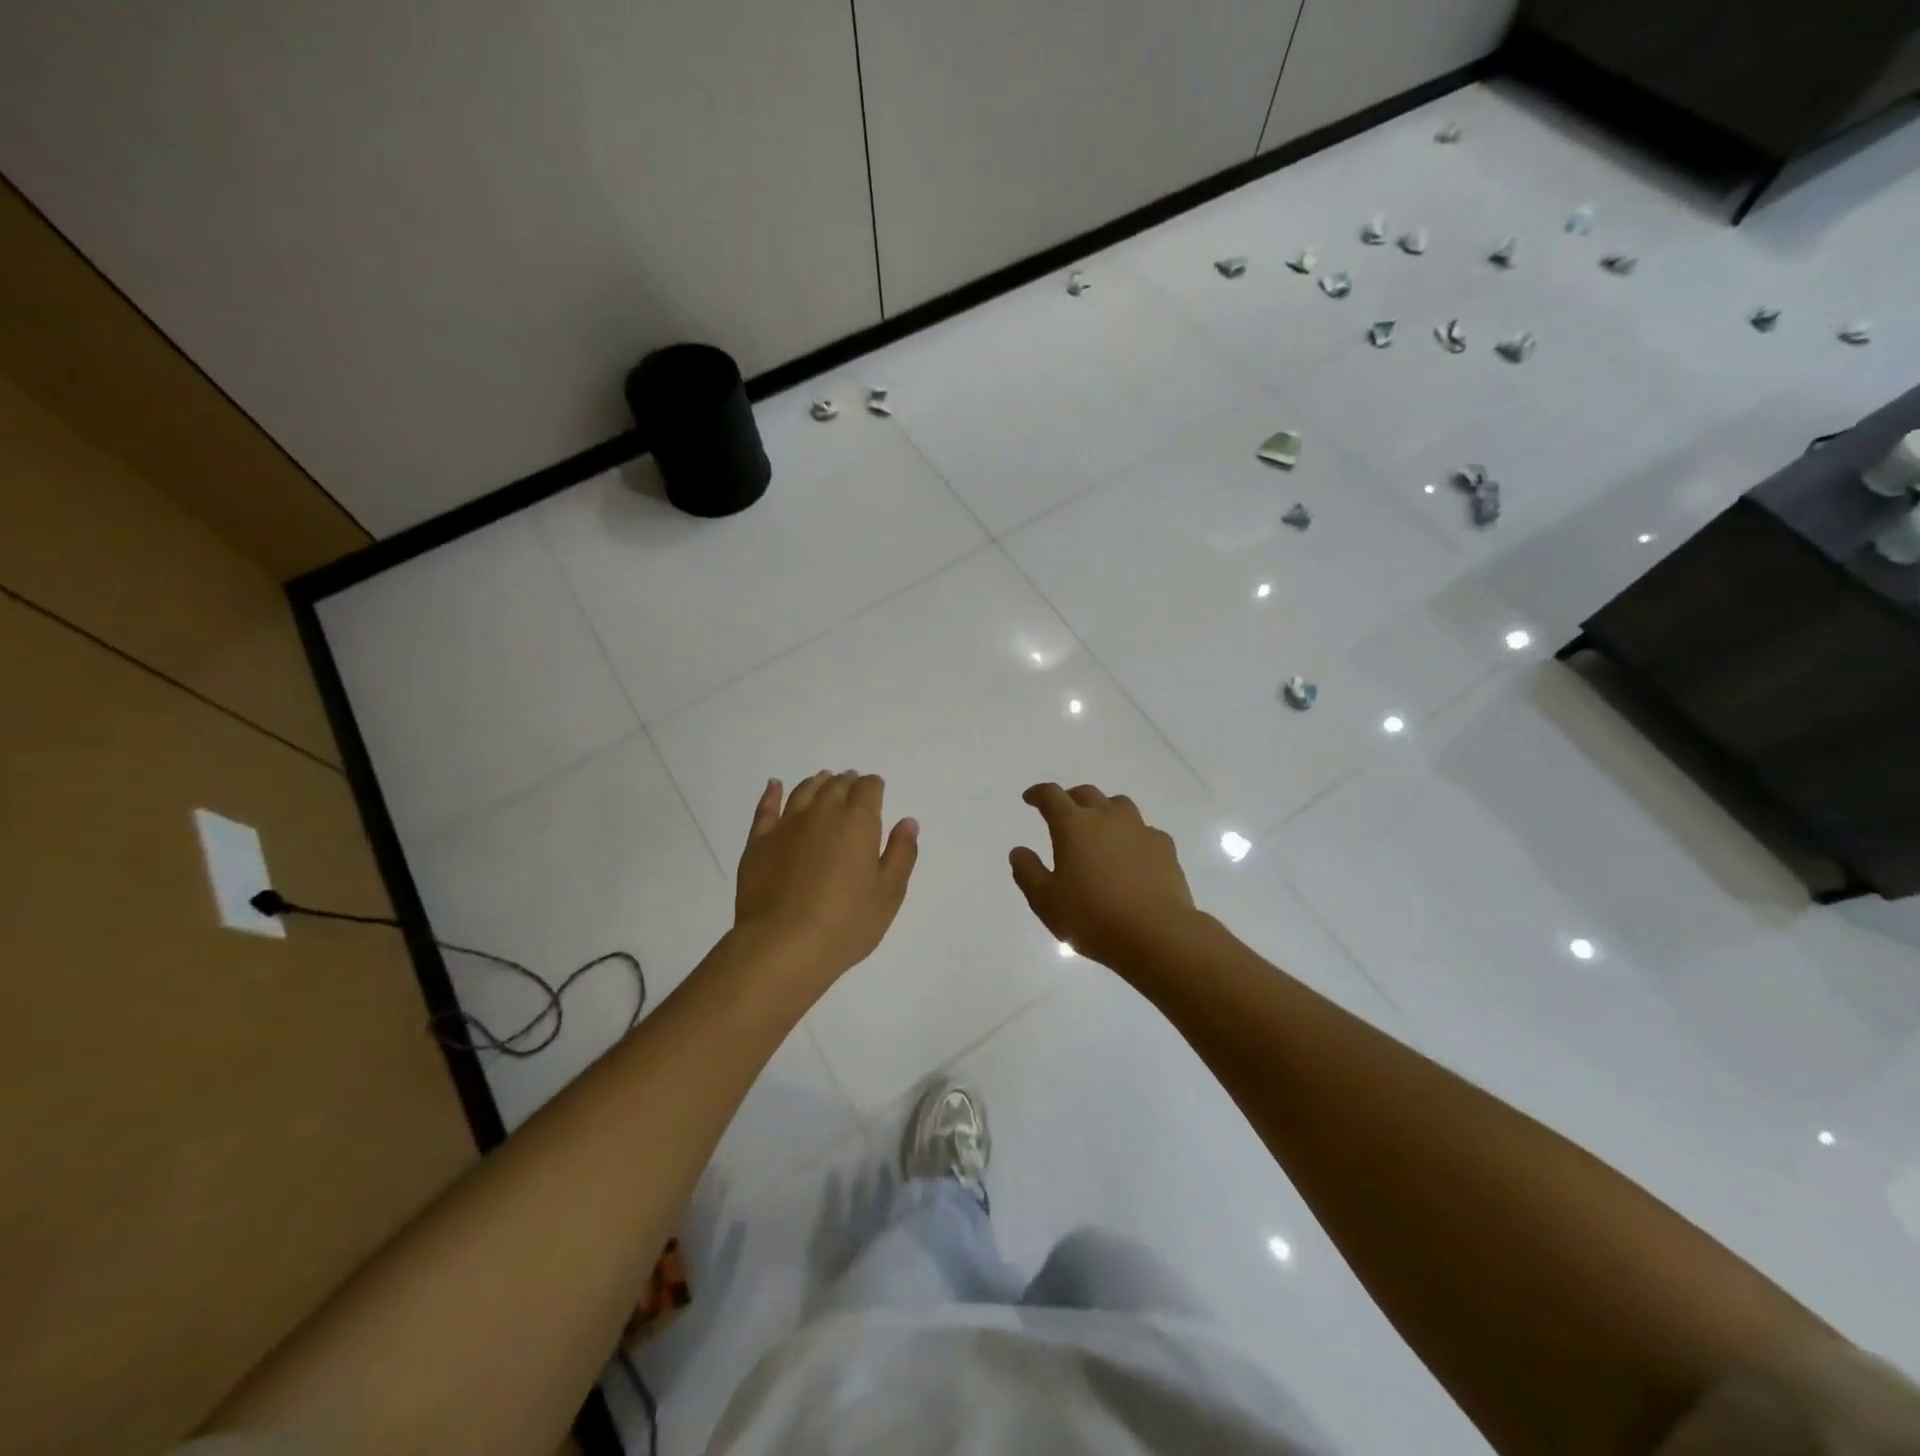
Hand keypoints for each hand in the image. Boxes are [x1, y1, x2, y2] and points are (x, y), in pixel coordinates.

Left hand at [734, 772, 918, 982]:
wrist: (782, 945)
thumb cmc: (845, 923)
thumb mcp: (888, 894)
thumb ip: (901, 853)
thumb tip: (907, 822)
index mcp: (859, 821)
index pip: (869, 788)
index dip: (874, 787)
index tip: (876, 791)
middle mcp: (823, 812)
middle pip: (836, 785)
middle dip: (847, 782)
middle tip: (852, 786)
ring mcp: (787, 825)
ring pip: (804, 791)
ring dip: (817, 783)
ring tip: (823, 782)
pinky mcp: (759, 842)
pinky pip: (766, 808)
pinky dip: (773, 793)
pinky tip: (775, 786)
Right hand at [1010, 783, 1196, 967]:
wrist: (1156, 933)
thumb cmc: (1092, 917)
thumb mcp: (1046, 901)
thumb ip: (1028, 873)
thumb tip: (1019, 852)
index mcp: (1073, 825)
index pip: (1051, 796)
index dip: (1038, 794)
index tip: (1030, 798)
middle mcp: (1106, 817)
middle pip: (1087, 794)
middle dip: (1071, 798)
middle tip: (1063, 812)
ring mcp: (1139, 829)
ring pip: (1119, 805)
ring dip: (1104, 810)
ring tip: (1099, 829)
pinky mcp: (1164, 846)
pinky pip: (1144, 830)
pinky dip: (1132, 835)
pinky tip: (1131, 855)